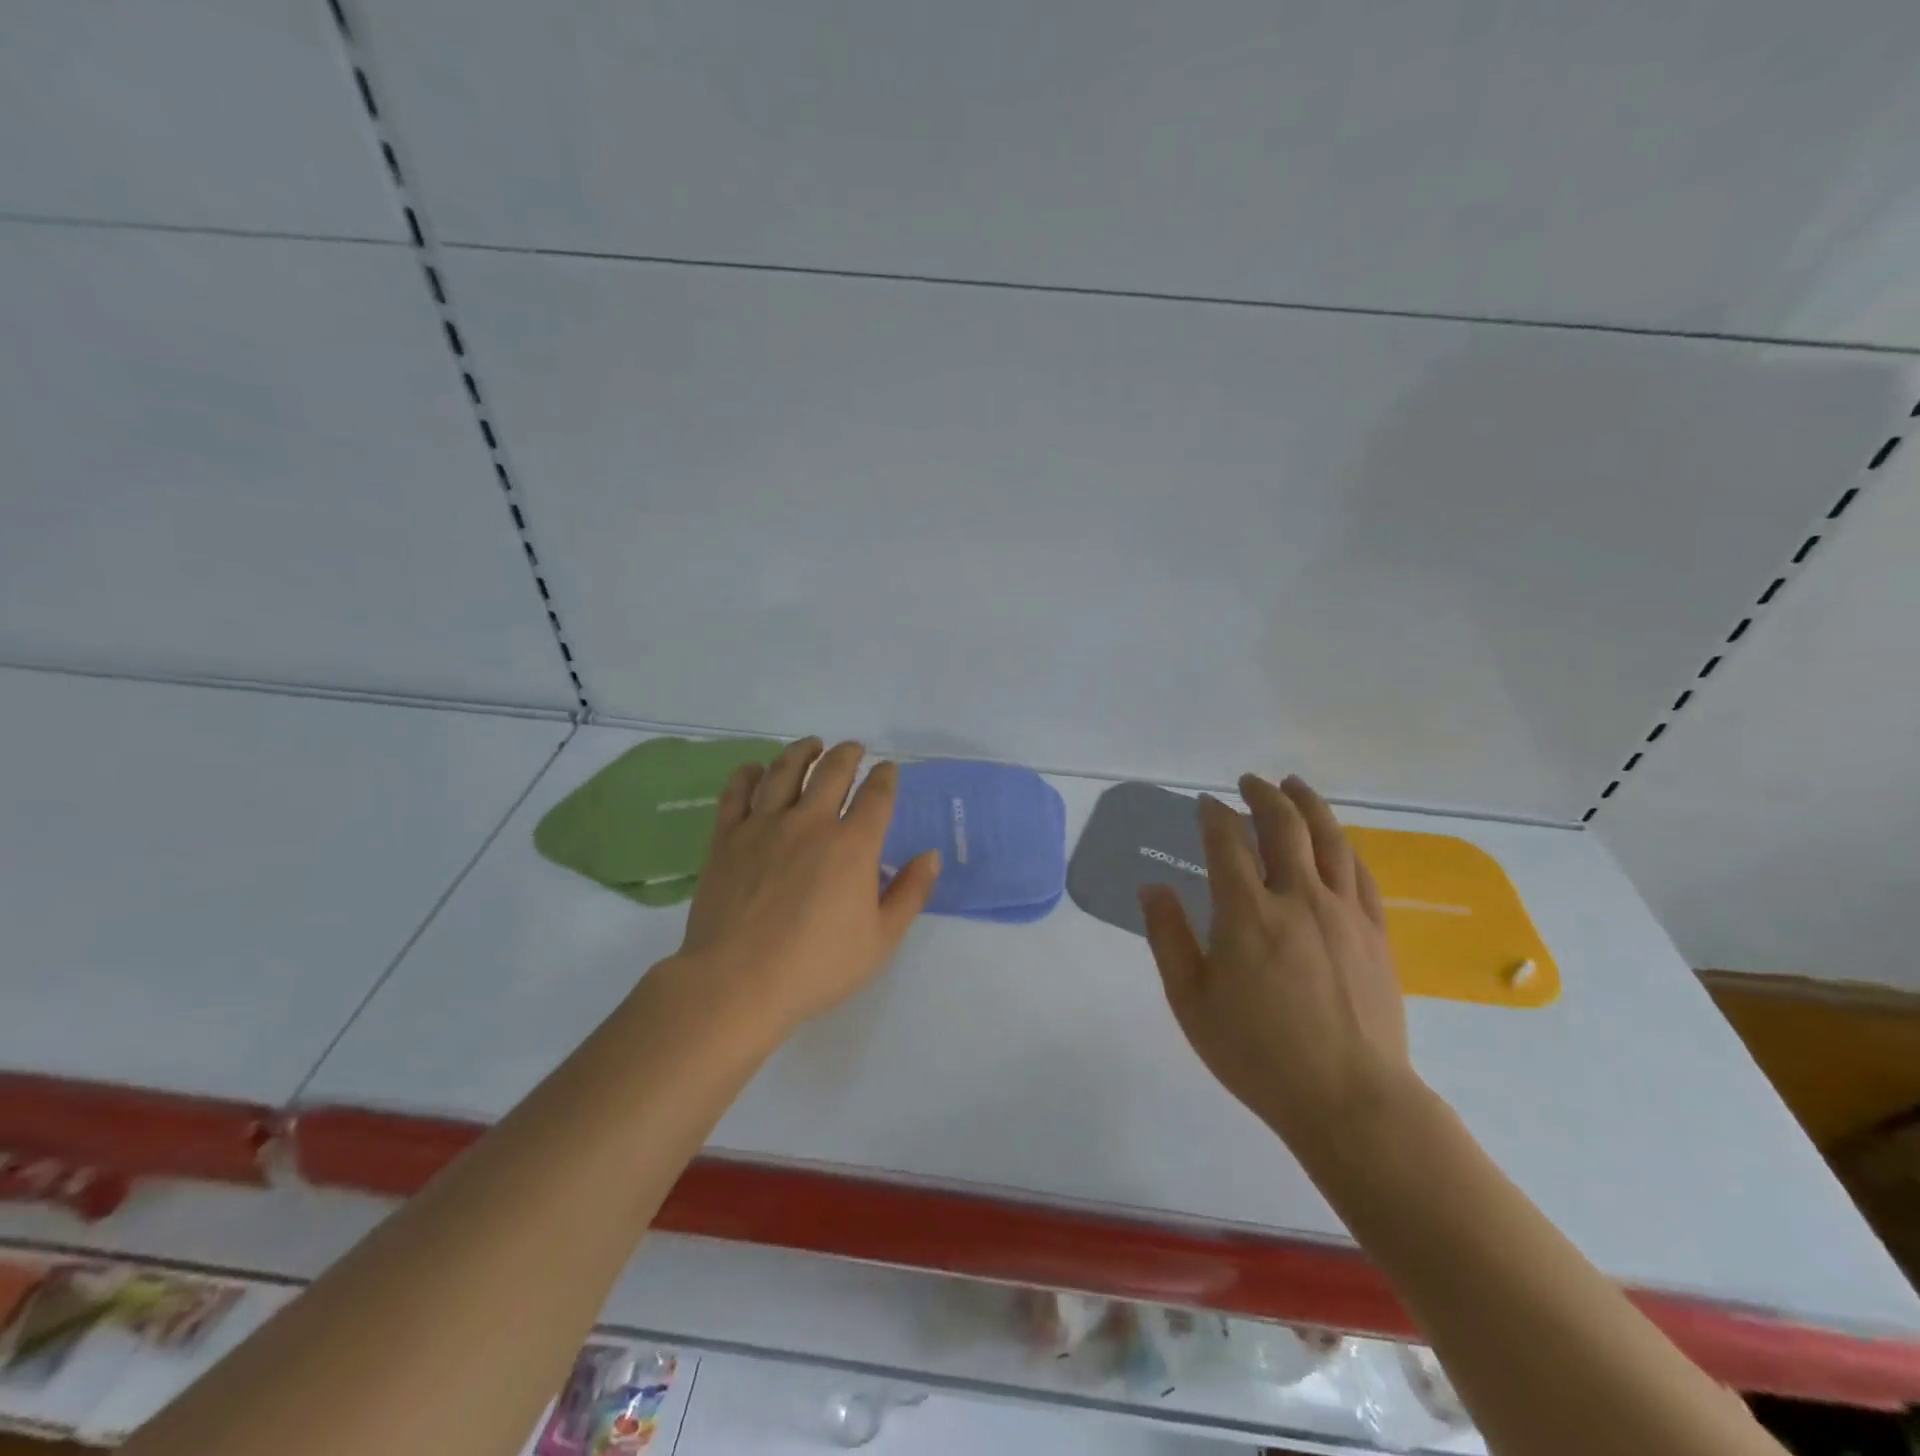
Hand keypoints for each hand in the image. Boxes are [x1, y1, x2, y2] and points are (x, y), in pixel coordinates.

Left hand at [674, 737, 940, 1036]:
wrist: (737, 983)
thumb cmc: (817, 966)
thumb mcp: (880, 939)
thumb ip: (909, 893)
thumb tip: (930, 855)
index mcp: (853, 845)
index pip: (876, 795)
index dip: (885, 777)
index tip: (888, 770)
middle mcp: (810, 822)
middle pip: (832, 771)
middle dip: (848, 754)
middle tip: (853, 749)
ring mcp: (764, 826)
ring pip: (784, 771)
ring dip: (802, 751)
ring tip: (811, 744)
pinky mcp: (727, 838)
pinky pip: (737, 793)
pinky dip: (748, 774)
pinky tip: (755, 769)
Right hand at [1138, 774, 1416, 1157]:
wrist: (1350, 1100)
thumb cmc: (1258, 1054)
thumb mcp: (1191, 1000)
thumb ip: (1168, 937)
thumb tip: (1152, 887)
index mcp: (1247, 912)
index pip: (1227, 842)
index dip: (1213, 815)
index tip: (1205, 804)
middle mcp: (1298, 898)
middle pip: (1284, 825)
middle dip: (1263, 794)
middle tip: (1249, 782)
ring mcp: (1343, 912)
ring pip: (1329, 838)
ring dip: (1308, 805)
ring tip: (1294, 787)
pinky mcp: (1375, 932)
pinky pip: (1361, 872)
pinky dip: (1343, 845)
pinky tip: (1335, 840)